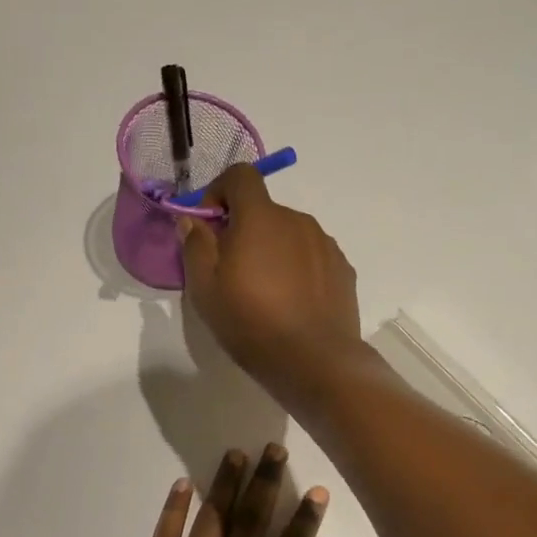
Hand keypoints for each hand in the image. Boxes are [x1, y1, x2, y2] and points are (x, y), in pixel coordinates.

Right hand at [177, 166, 363, 398]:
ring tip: (266, 293)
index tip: (209, 224)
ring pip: (289, 234)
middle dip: (244, 230)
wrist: (316, 361)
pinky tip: (293, 303)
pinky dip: (297, 268)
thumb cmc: (252, 323)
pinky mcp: (343, 269)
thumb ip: (195, 246)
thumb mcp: (205, 289)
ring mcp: (325, 244)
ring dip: (272, 250)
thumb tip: (193, 220)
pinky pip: (311, 256)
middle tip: (232, 272)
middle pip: (264, 210)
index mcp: (261, 217)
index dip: (219, 191)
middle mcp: (298, 220)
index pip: (240, 176)